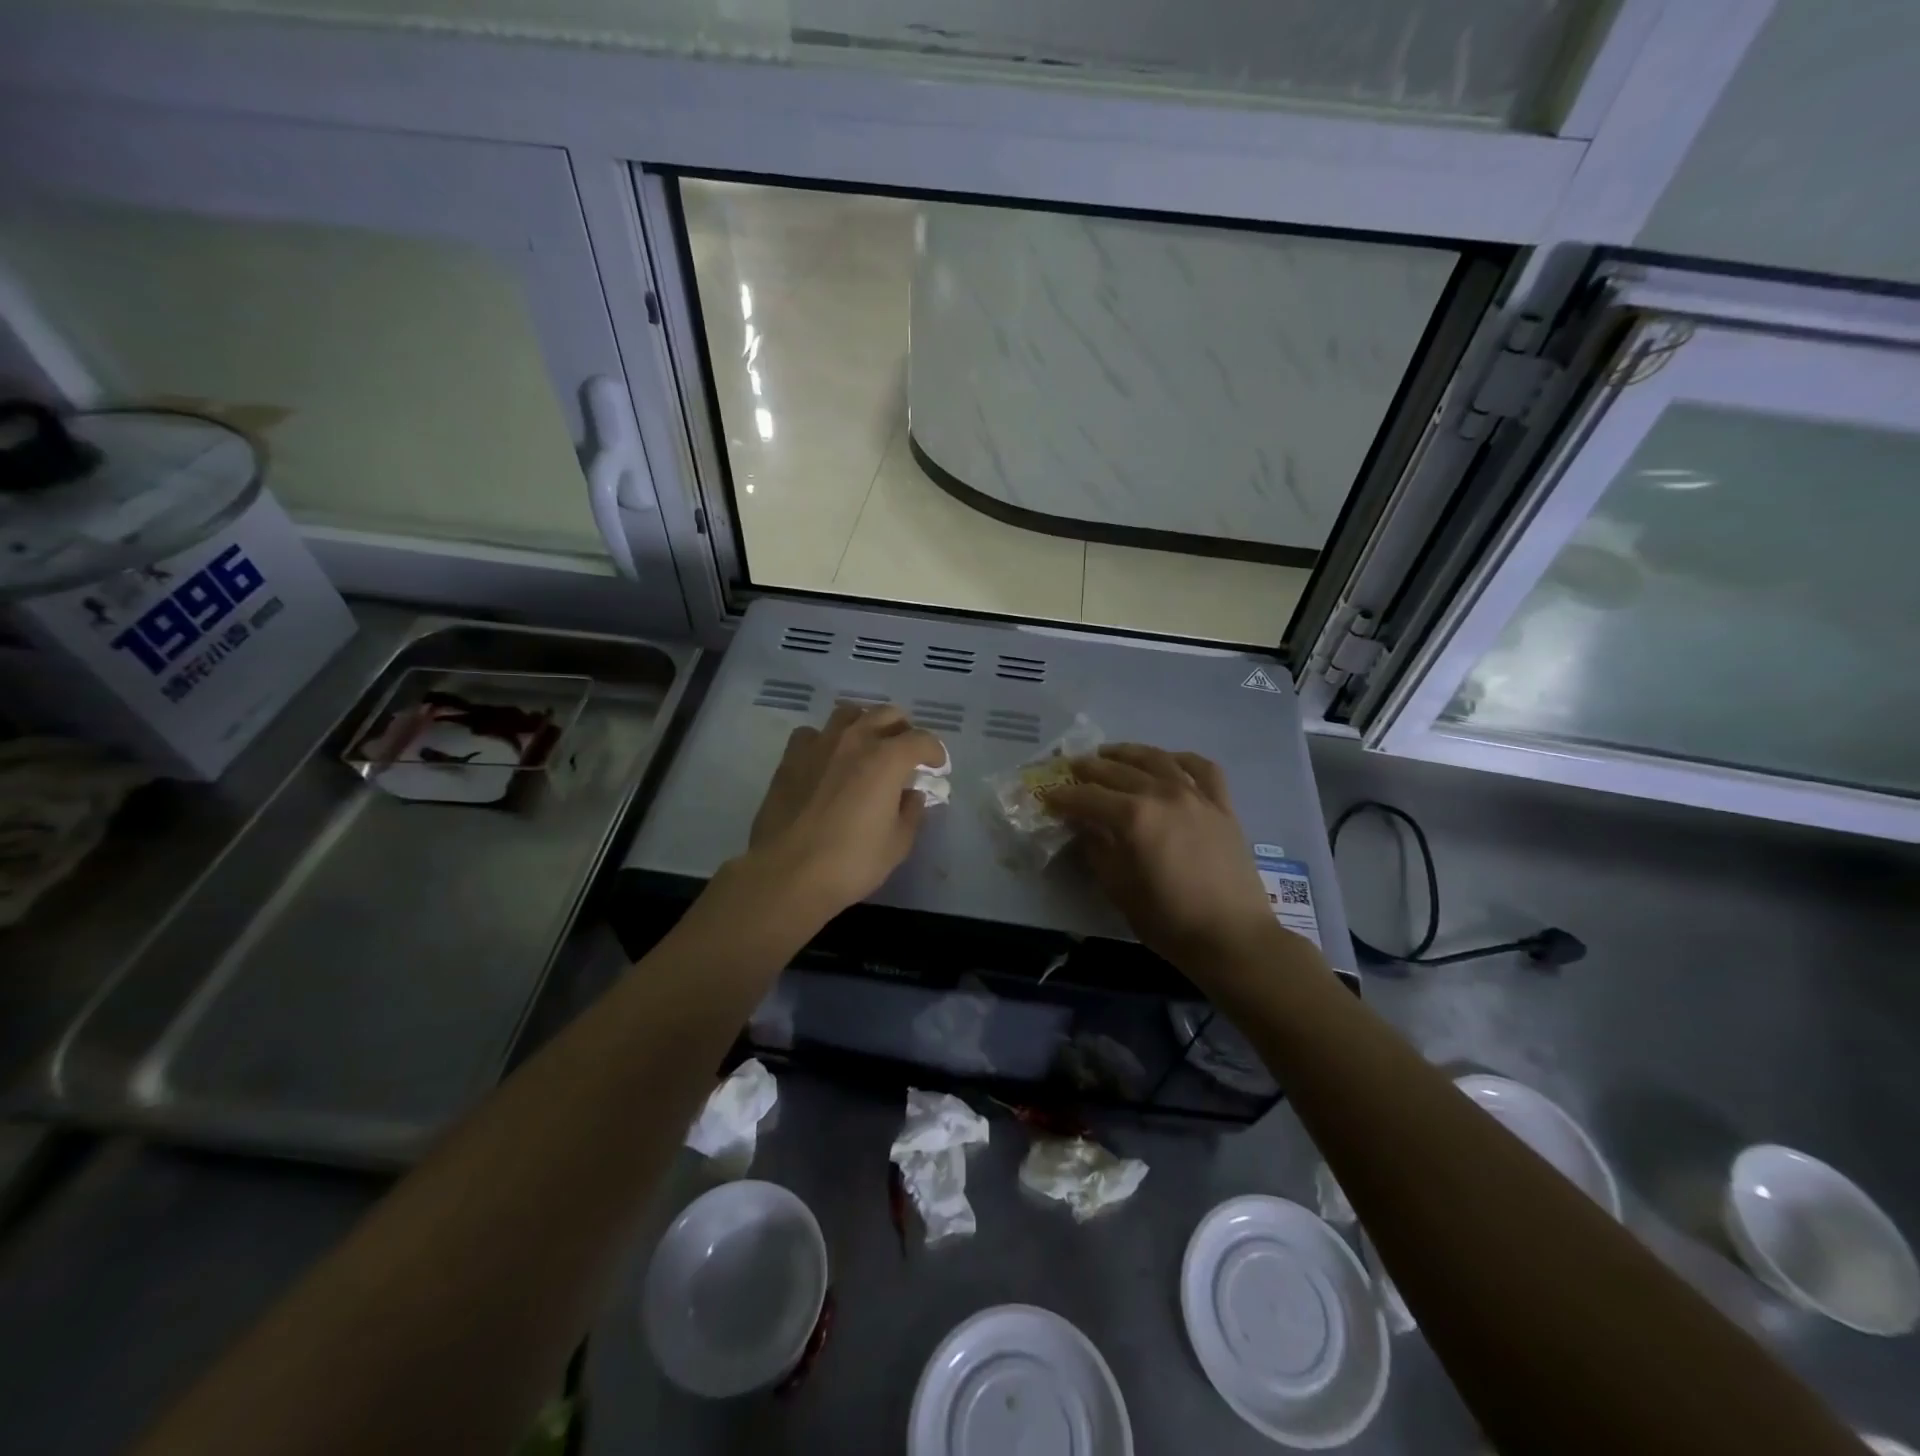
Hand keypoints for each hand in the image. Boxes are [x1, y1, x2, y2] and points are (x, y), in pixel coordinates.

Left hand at [737, 703, 945, 929]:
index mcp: (887, 759)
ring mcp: (820, 744)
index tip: (936, 768)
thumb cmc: (851, 862)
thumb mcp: (897, 844)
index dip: (935, 752)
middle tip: (906, 754)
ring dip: (866, 725)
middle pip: (888, 714)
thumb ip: (911, 812)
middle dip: (904, 731)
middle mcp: (855, 740)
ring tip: (868, 748)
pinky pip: (814, 733)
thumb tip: (912, 795)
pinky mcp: (791, 757)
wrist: (787, 873)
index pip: (922, 740)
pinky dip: (826, 740)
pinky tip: (828, 760)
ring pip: (850, 714)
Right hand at [1047, 744, 1282, 976]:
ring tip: (1110, 753)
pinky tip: (1169, 761)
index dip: (1063, 796)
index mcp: (1133, 818)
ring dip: (1128, 752)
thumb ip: (1097, 849)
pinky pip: (1202, 769)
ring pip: (1157, 759)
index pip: (1087, 797)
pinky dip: (1181, 759)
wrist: (1232, 937)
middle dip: (1089, 769)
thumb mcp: (1118, 889)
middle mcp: (1163, 795)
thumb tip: (1083, 826)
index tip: (1047, 796)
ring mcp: (1196, 796)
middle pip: (1118, 771)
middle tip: (1071, 768)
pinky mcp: (1222, 805)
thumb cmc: (1168, 920)